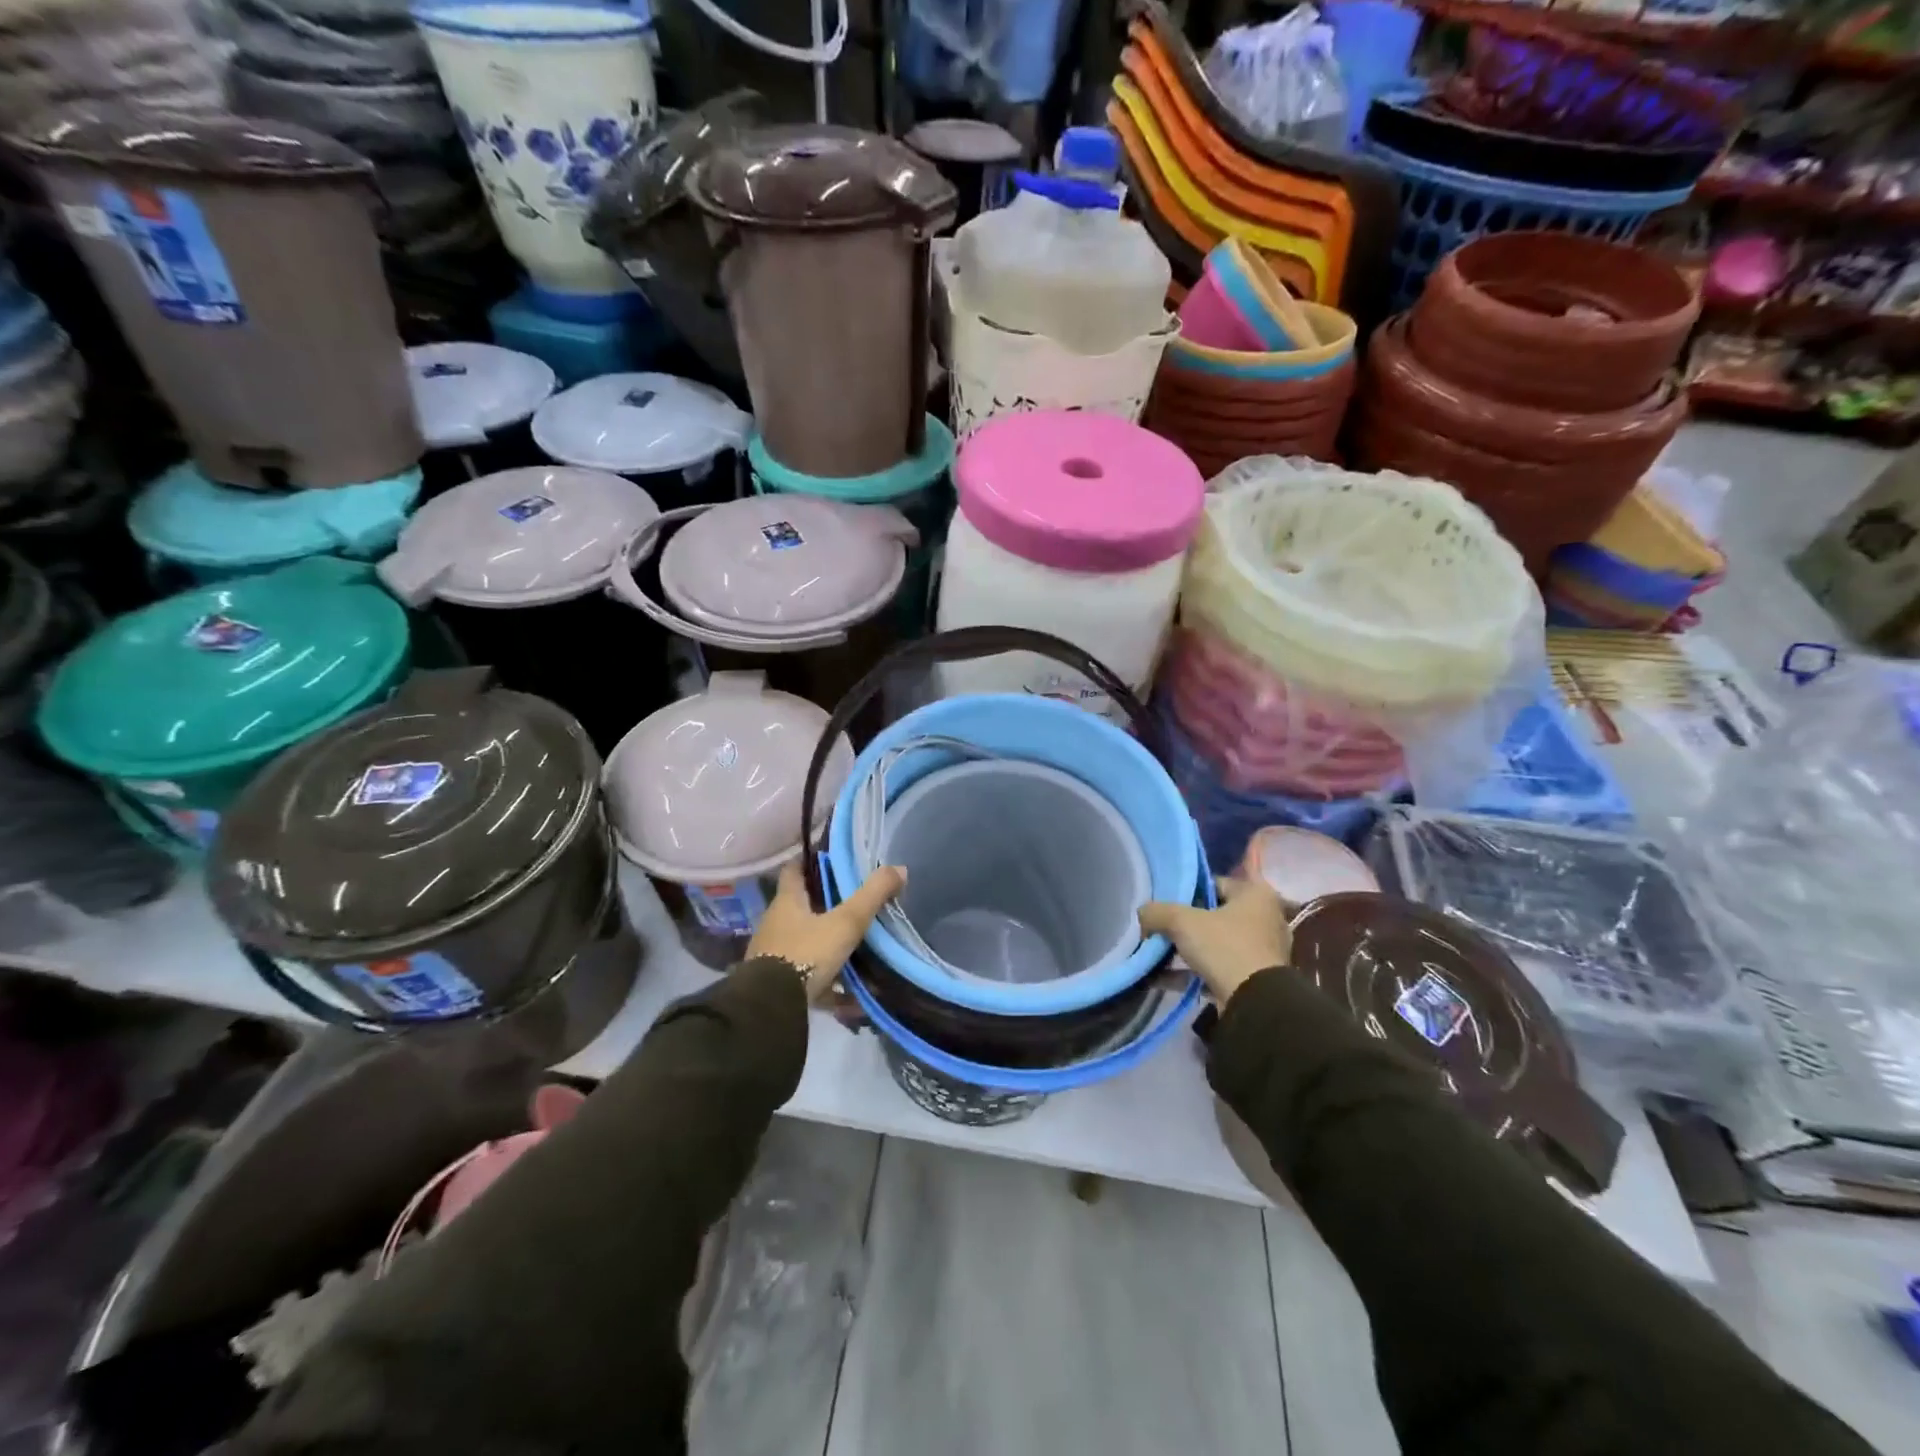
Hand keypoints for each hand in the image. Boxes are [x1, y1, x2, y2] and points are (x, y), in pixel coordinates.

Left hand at [747, 860, 906, 1002]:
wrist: (771, 1006)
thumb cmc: (806, 953)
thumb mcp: (846, 922)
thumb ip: (872, 895)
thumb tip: (900, 868)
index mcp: (787, 902)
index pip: (794, 870)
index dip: (809, 861)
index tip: (830, 858)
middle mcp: (776, 924)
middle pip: (801, 907)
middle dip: (826, 905)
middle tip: (856, 903)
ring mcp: (774, 954)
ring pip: (805, 942)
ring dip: (828, 945)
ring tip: (859, 949)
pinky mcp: (777, 984)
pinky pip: (808, 977)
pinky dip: (829, 984)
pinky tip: (852, 998)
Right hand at [1139, 876, 1289, 1004]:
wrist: (1255, 1004)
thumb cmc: (1225, 947)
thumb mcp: (1181, 921)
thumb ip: (1156, 912)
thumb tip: (1142, 913)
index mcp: (1256, 894)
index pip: (1213, 883)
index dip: (1185, 891)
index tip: (1162, 902)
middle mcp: (1264, 918)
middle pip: (1213, 914)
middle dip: (1183, 923)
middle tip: (1157, 927)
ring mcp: (1260, 951)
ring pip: (1214, 943)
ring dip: (1184, 949)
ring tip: (1155, 953)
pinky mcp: (1253, 979)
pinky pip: (1215, 968)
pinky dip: (1190, 972)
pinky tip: (1161, 978)